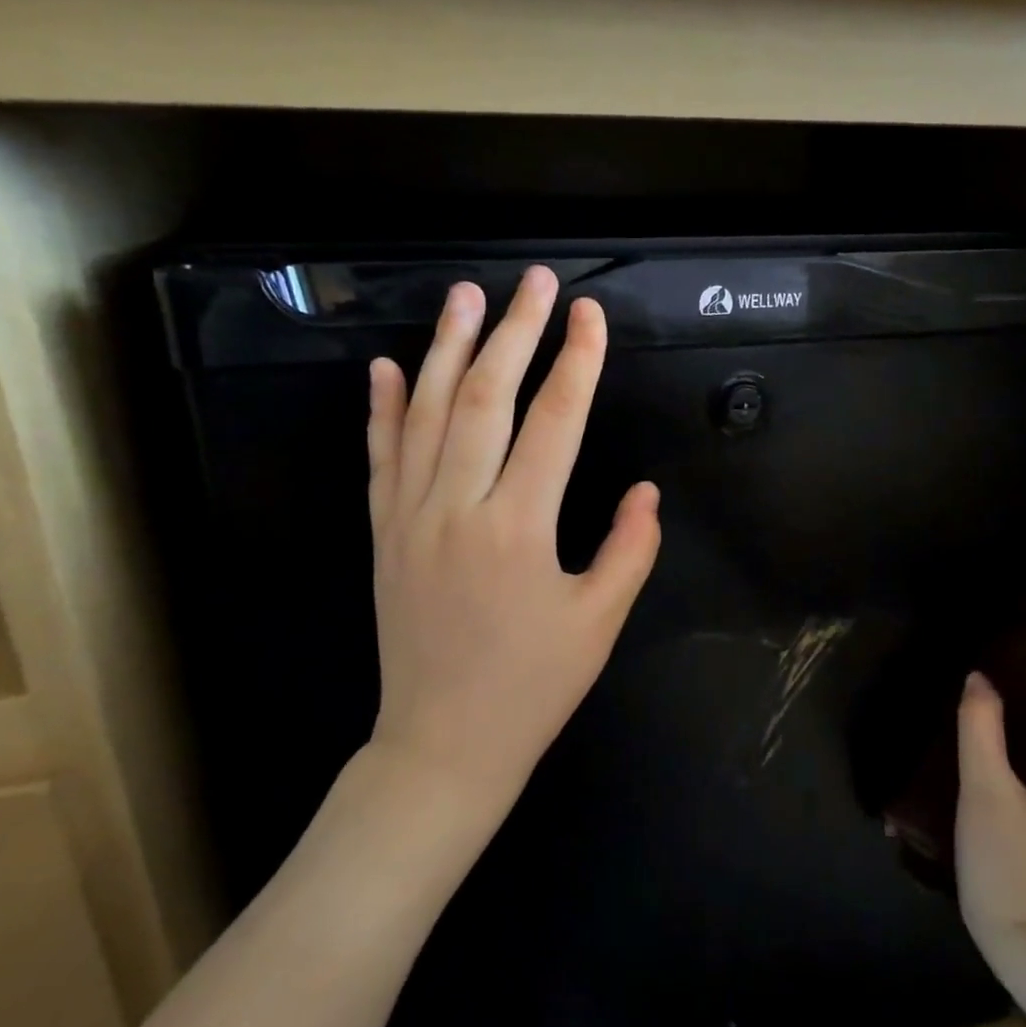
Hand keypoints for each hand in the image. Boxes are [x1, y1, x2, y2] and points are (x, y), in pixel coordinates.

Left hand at [361, 266, 661, 828]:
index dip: (577, 362)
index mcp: (518, 528)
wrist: (441, 745)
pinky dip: (384, 408)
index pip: (554, 422)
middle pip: (487, 397)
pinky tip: (390, 367)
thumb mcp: (599, 622)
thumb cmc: (531, 687)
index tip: (590, 315)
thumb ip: (630, 549)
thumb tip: (645, 490)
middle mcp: (457, 507)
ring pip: (428, 413)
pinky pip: (380, 457)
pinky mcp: (382, 532)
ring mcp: (409, 516)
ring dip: (449, 348)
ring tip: (465, 295)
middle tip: (535, 281)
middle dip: (515, 331)